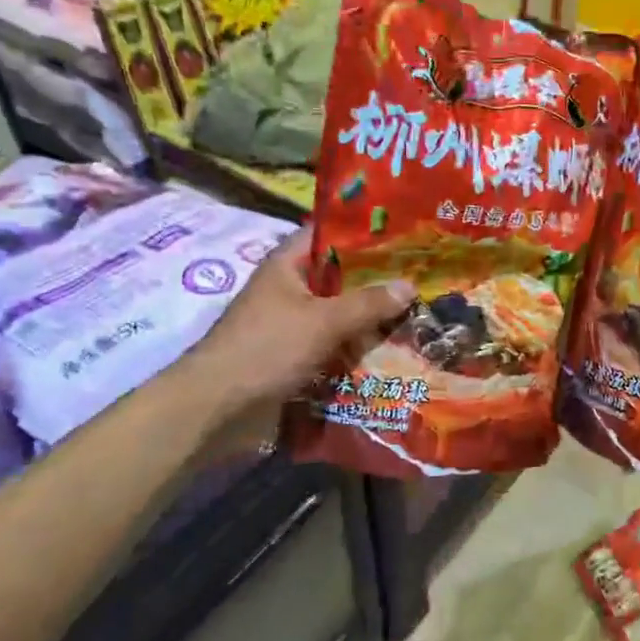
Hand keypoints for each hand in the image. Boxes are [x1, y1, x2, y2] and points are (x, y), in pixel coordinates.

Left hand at [190, 227, 413, 428]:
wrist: (217, 407)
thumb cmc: (267, 349)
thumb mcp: (323, 321)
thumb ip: (368, 303)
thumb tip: (409, 285)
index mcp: (288, 265)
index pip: (329, 234)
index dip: (364, 233)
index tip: (405, 236)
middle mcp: (289, 288)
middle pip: (340, 277)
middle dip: (377, 281)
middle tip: (422, 279)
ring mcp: (291, 323)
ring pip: (339, 313)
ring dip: (370, 319)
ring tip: (416, 315)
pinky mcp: (294, 355)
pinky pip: (333, 343)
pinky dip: (356, 346)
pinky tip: (390, 351)